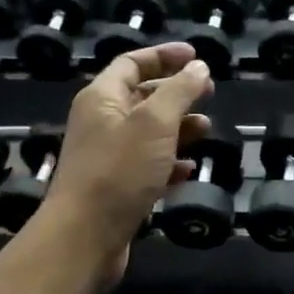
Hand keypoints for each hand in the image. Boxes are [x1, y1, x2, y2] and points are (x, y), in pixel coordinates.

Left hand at [36, 43, 211, 283]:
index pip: (132, 62)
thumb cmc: (119, 171)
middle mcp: (101, 122)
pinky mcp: (117, 187)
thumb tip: (199, 67)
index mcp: (102, 98)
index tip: (197, 56)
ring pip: (148, 132)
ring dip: (178, 128)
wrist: (85, 236)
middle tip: (209, 92)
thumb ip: (180, 91)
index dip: (164, 56)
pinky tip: (188, 169)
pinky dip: (169, 162)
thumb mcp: (155, 123)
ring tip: (205, 129)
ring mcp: (108, 157)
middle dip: (177, 92)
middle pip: (142, 96)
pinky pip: (148, 165)